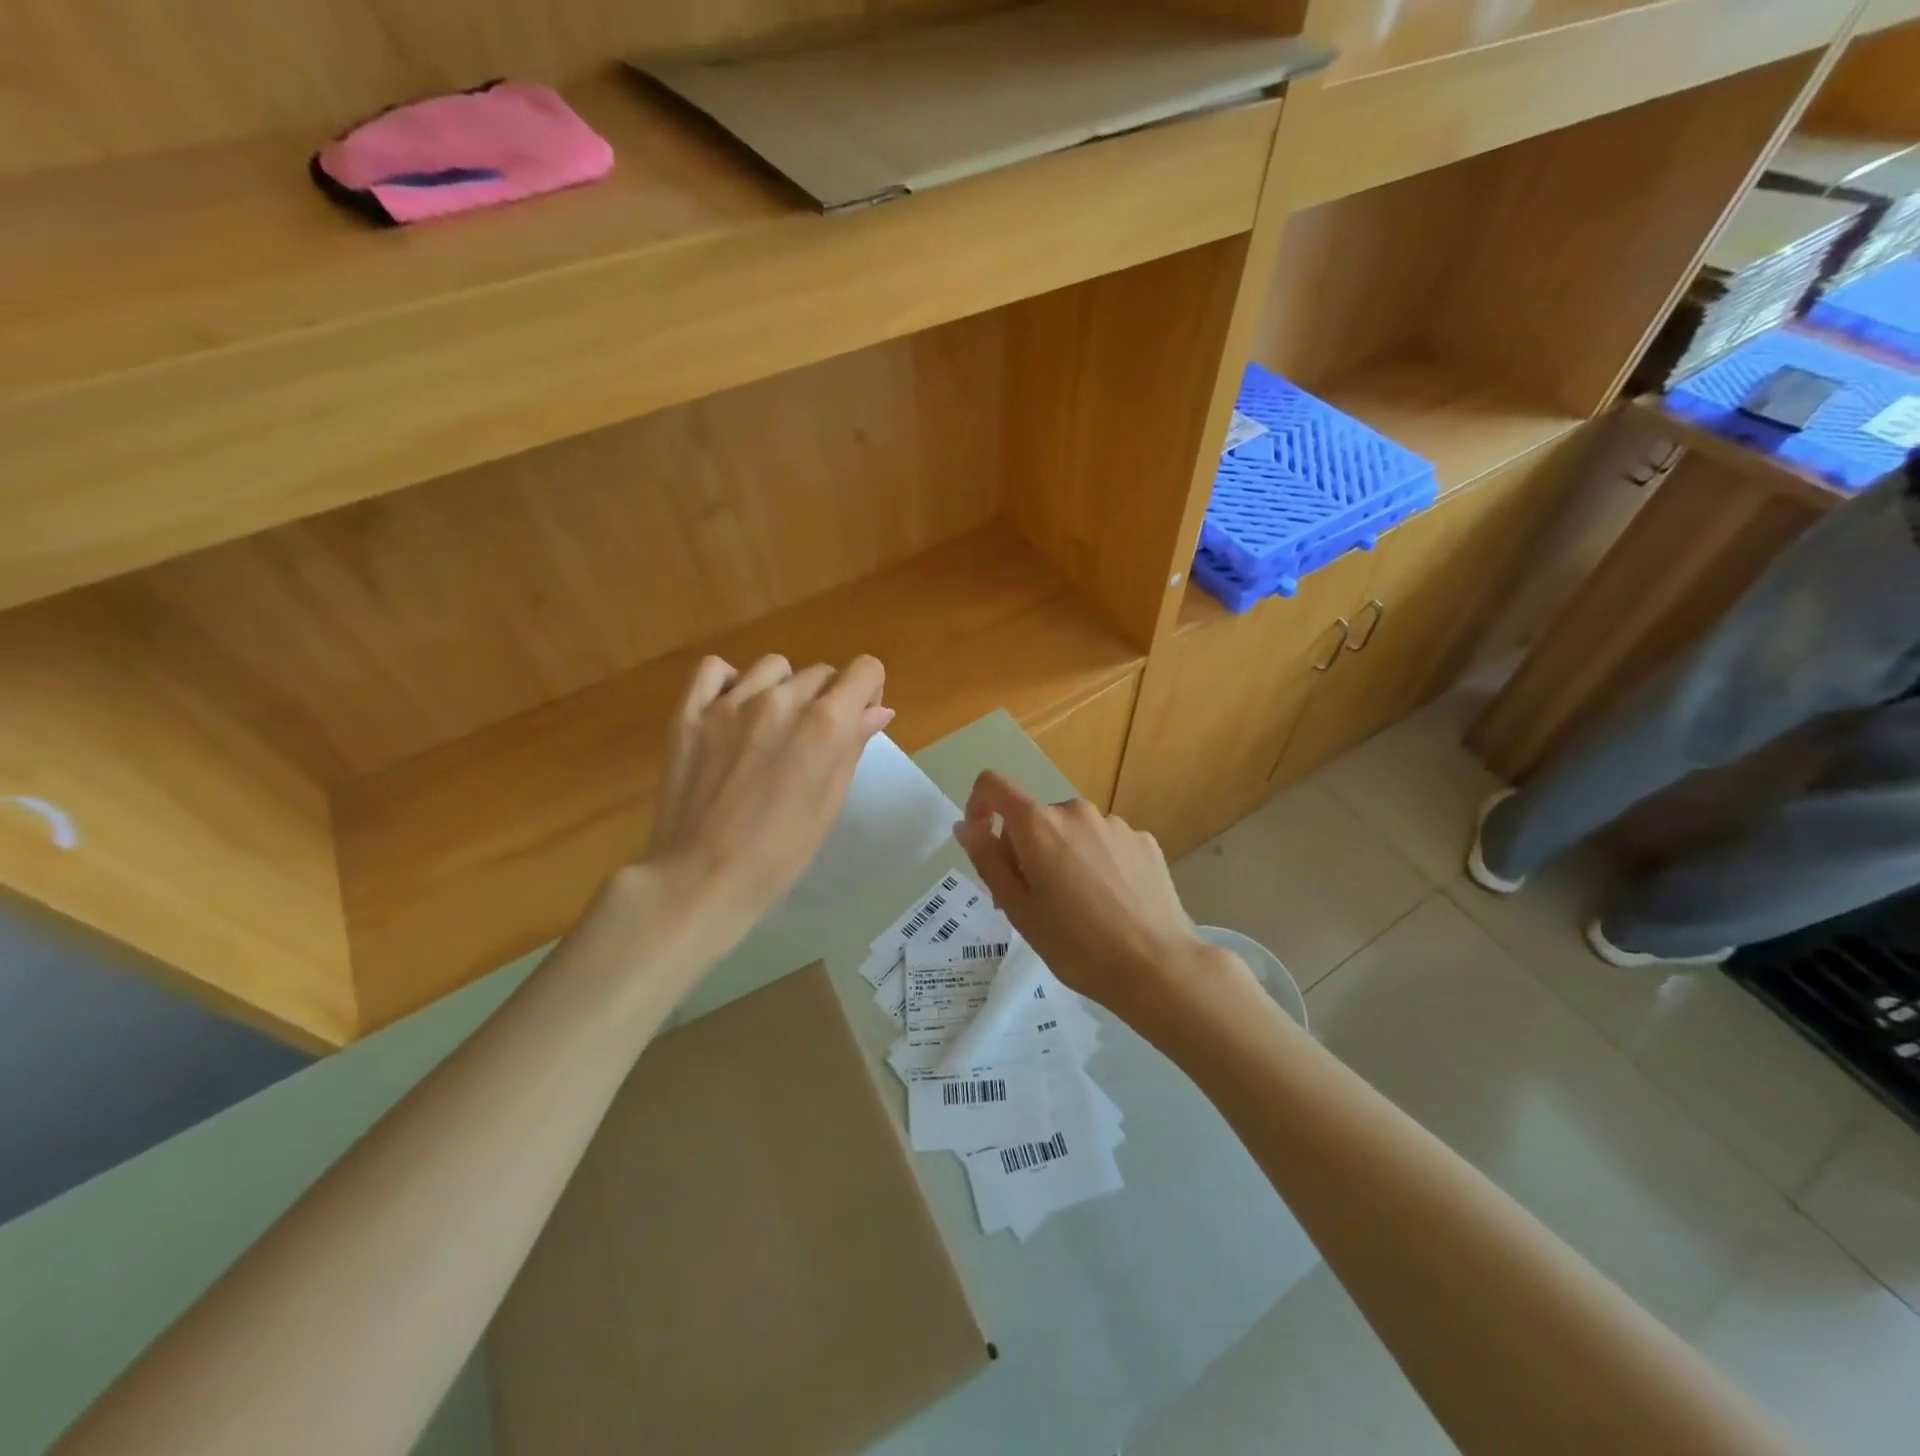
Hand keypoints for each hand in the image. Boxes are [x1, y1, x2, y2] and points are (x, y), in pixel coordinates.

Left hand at [645, 654, 892, 926]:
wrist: (702, 878)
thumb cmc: (779, 853)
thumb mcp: (830, 803)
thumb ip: (853, 747)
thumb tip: (878, 711)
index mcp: (824, 724)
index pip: (863, 670)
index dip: (868, 691)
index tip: (858, 720)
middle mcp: (780, 700)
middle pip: (820, 672)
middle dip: (827, 699)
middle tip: (811, 741)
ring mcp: (730, 703)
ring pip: (773, 667)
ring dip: (783, 689)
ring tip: (770, 727)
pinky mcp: (689, 712)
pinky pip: (714, 670)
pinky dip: (729, 681)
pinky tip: (732, 710)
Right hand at [952, 771, 1255, 1021]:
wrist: (1157, 967)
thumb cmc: (1076, 944)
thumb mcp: (1018, 909)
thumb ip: (987, 860)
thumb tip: (966, 826)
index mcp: (1038, 824)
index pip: (994, 785)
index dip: (978, 805)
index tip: (982, 842)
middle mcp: (1076, 811)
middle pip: (1034, 818)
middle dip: (1024, 849)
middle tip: (1032, 902)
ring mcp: (1115, 824)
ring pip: (1071, 832)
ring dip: (1062, 856)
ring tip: (1077, 908)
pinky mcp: (1144, 840)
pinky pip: (1105, 843)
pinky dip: (1096, 863)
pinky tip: (1111, 903)